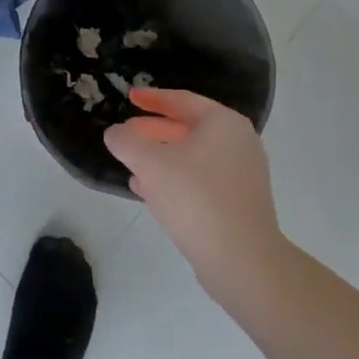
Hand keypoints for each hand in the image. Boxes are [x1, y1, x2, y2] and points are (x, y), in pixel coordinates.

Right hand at [103, 88, 287, 318]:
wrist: (242, 260)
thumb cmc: (196, 198)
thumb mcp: (150, 164)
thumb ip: (126, 142)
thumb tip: (115, 133)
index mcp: (223, 124)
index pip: (182, 100)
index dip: (152, 98)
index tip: (130, 97)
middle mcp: (239, 143)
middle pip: (188, 128)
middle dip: (153, 131)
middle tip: (126, 134)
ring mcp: (242, 175)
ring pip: (192, 157)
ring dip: (161, 158)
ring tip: (132, 166)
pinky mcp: (238, 203)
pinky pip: (200, 180)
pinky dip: (175, 179)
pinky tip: (149, 193)